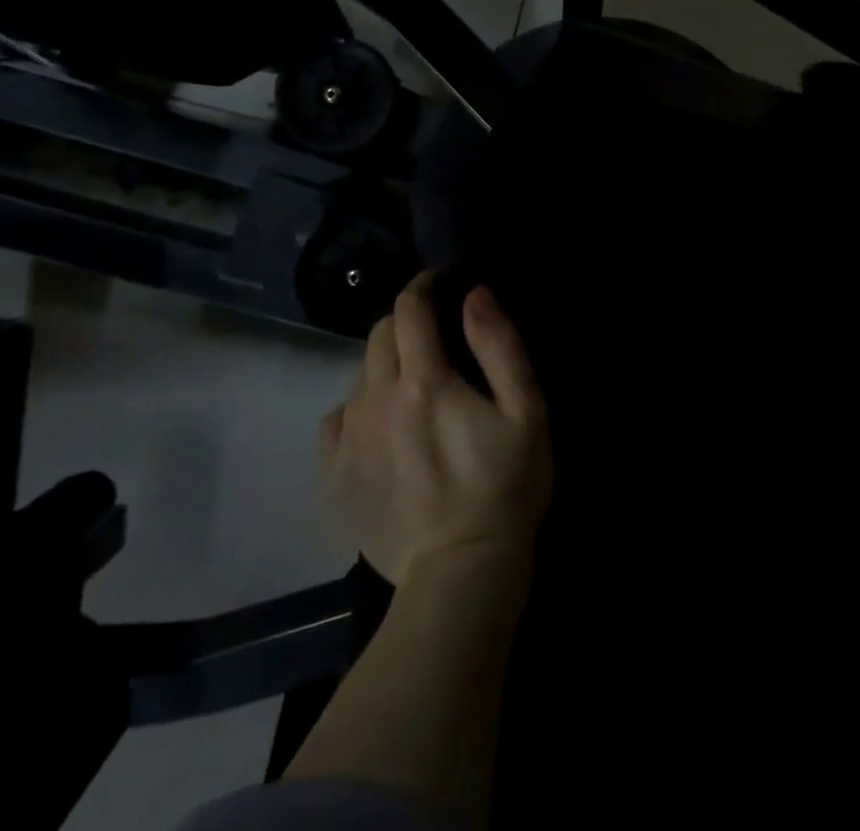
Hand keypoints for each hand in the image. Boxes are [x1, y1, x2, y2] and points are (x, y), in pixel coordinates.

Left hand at [319, 274, 552, 588]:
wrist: (460, 575)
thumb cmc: (504, 487)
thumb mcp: (526, 411)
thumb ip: (500, 345)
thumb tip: (474, 294)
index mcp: (424, 381)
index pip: (409, 309)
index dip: (423, 287)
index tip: (439, 284)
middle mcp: (375, 400)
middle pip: (379, 336)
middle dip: (405, 323)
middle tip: (433, 337)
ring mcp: (349, 440)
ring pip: (358, 375)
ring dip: (384, 365)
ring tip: (412, 386)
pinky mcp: (333, 476)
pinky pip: (335, 420)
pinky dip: (357, 408)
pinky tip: (381, 426)